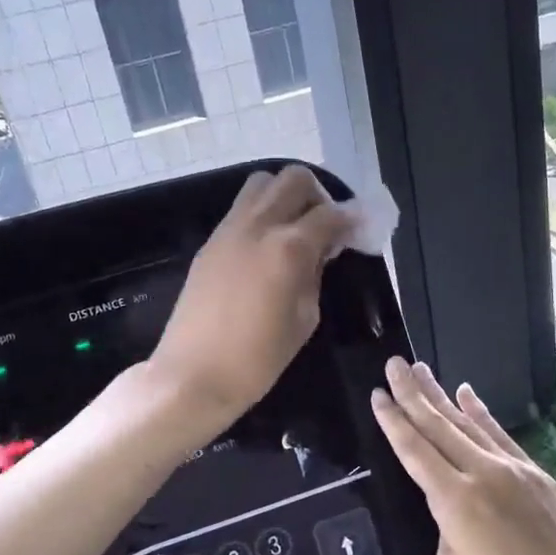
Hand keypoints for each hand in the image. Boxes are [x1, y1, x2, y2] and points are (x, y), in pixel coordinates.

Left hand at [152, 167, 355, 428]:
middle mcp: (258, 225)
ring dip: (285, 197)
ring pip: (261, 184)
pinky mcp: (210, 243)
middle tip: (325, 226)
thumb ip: (315, 275)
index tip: (362, 228)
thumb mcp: (304, 319)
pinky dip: (261, 214)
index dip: (352, 218)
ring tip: (294, 230)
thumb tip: (321, 251)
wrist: (193, 375)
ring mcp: (229, 230)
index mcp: (288, 247)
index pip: (330, 214)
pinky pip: (241, 209)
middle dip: (318, 195)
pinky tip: (267, 246)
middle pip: (294, 179)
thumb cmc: (257, 359)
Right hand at [370, 359, 555, 554]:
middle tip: (394, 364)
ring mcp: (513, 469)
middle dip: (412, 393)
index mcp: (455, 500)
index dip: (393, 421)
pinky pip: (500, 435)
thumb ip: (445, 532)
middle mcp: (482, 472)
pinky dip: (481, 413)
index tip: (377, 394)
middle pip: (439, 425)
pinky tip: (467, 394)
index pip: (414, 450)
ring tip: (422, 370)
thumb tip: (454, 513)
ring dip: (442, 395)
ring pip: (468, 423)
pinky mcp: (537, 474)